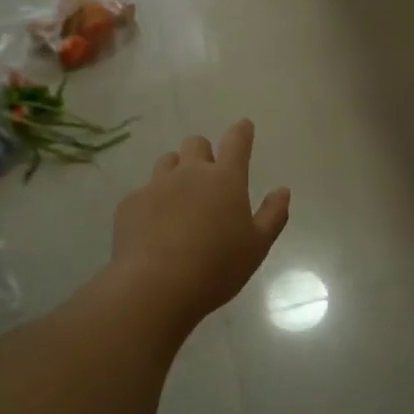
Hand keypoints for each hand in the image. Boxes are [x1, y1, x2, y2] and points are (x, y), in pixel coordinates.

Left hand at [111, 120, 290, 327]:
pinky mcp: (130, 204)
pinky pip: (143, 192)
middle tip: (208, 178)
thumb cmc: (216, 267)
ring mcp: (156, 186)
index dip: (241, 132)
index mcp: (225, 179)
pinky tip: (154, 228)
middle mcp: (190, 173)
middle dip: (204, 153)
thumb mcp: (257, 246)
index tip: (244, 126)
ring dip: (176, 172)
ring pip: (167, 162)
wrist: (155, 286)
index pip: (236, 142)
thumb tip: (283, 190)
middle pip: (196, 144)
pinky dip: (152, 202)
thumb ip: (272, 215)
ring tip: (180, 200)